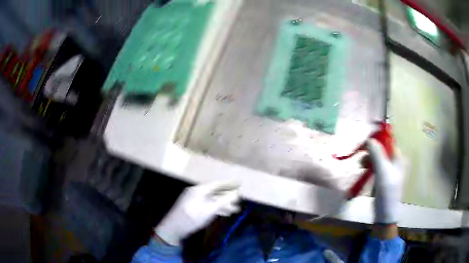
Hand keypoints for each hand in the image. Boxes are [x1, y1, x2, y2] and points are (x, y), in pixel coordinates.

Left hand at [155, 181, 239, 245]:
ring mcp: (195, 200)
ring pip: (212, 200)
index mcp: (199, 190)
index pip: (217, 184)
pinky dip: (217, 209)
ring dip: (223, 205)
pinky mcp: (194, 208)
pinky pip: (208, 205)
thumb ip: (223, 201)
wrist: (174, 227)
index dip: (229, 184)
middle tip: (239, 201)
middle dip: (228, 197)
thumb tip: (236, 194)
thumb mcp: (209, 209)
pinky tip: (224, 213)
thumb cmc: (192, 217)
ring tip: (235, 210)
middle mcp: (197, 192)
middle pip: (215, 193)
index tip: (239, 184)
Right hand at [366, 138, 404, 224]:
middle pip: (382, 149)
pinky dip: (369, 166)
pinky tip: (363, 170)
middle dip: (371, 151)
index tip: (365, 143)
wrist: (385, 214)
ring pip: (377, 158)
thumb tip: (369, 139)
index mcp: (398, 158)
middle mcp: (395, 161)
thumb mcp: (382, 171)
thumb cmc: (387, 192)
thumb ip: (377, 154)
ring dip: (368, 159)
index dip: (377, 140)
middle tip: (361, 155)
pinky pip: (376, 166)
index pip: (388, 141)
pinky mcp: (383, 177)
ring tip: (361, 165)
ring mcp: (389, 170)